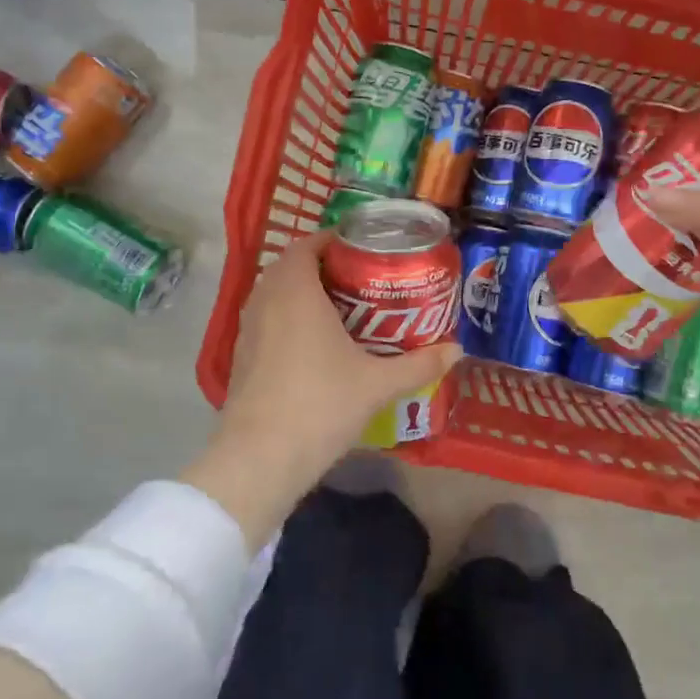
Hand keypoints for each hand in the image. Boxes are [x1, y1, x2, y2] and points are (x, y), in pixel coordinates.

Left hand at [183, 232, 461, 543]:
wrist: (261, 457)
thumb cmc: (321, 405)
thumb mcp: (378, 384)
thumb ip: (419, 364)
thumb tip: (458, 350)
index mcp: (295, 291)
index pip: (307, 244)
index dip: (333, 240)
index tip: (363, 248)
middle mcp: (265, 300)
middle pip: (290, 266)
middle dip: (323, 266)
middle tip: (360, 278)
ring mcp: (247, 329)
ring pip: (275, 293)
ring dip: (303, 292)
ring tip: (342, 308)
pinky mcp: (241, 356)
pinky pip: (266, 319)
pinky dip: (288, 318)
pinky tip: (315, 344)